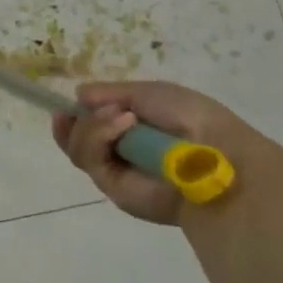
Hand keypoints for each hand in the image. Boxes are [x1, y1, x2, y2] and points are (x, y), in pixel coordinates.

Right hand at [51, 80, 282, 224]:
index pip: (91, 124)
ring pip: (78, 147)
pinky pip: (89, 159)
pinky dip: (99, 136)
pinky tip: (123, 125)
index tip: (66, 106)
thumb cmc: (191, 118)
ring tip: (122, 117)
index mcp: (132, 128)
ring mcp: (116, 171)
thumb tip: (79, 95)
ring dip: (92, 126)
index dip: (75, 115)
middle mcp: (120, 152)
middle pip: (76, 138)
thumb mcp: (149, 93)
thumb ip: (111, 93)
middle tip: (82, 110)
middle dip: (76, 121)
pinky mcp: (114, 189)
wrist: (215, 155)